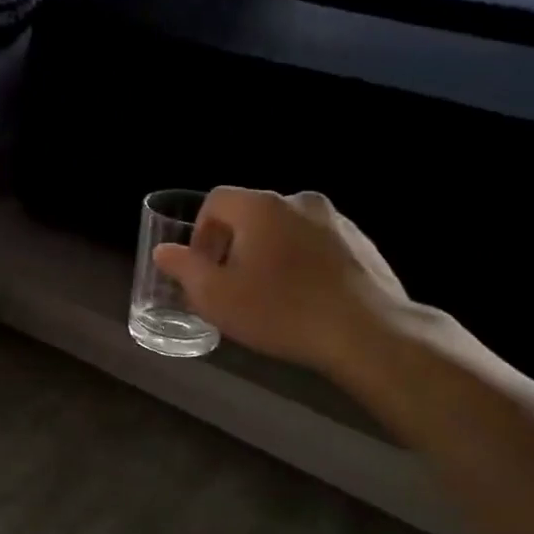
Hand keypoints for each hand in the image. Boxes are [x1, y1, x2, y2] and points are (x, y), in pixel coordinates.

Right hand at [153, 188, 412, 377]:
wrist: (368, 333)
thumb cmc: (281, 312)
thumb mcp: (216, 297)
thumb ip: (185, 269)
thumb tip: (165, 251)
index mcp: (260, 207)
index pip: (216, 200)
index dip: (201, 231)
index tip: (204, 267)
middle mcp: (299, 201)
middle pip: (252, 213)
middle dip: (236, 243)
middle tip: (233, 283)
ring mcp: (336, 220)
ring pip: (287, 229)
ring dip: (271, 252)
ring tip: (272, 293)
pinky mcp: (363, 243)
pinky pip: (318, 244)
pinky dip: (304, 261)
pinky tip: (307, 298)